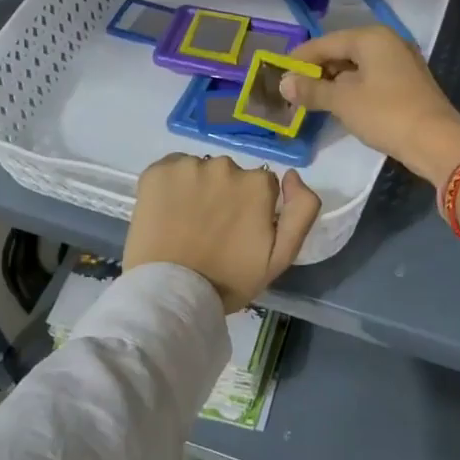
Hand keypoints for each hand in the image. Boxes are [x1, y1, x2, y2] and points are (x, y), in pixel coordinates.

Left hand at [124, 154, 321, 310]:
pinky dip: (171, 186)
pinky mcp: (157, 171)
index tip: (238, 233)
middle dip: (224, 196)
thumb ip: (302, 211)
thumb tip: (292, 175)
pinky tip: (167, 212)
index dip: (251, 209)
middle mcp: (226, 166)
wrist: (172, 293)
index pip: (262, 186)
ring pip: (200, 172)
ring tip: (186, 224)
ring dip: (198, 190)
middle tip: (210, 231)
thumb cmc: (229, 280)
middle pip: (231, 175)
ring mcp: (188, 167)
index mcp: (258, 184)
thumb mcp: (281, 256)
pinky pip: (171, 169)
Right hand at [280, 26, 459, 184]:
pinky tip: (339, 105)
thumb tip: (282, 83)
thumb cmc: (386, 114)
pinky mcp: (407, 84)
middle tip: (293, 88)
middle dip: (317, 70)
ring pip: (357, 67)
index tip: (278, 72)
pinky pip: (371, 79)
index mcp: (371, 38)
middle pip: (343, 51)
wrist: (436, 141)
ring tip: (311, 99)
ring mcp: (400, 63)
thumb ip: (312, 90)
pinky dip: (352, 89)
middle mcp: (388, 43)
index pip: (326, 42)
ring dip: (334, 82)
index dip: (301, 57)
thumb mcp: (343, 102)